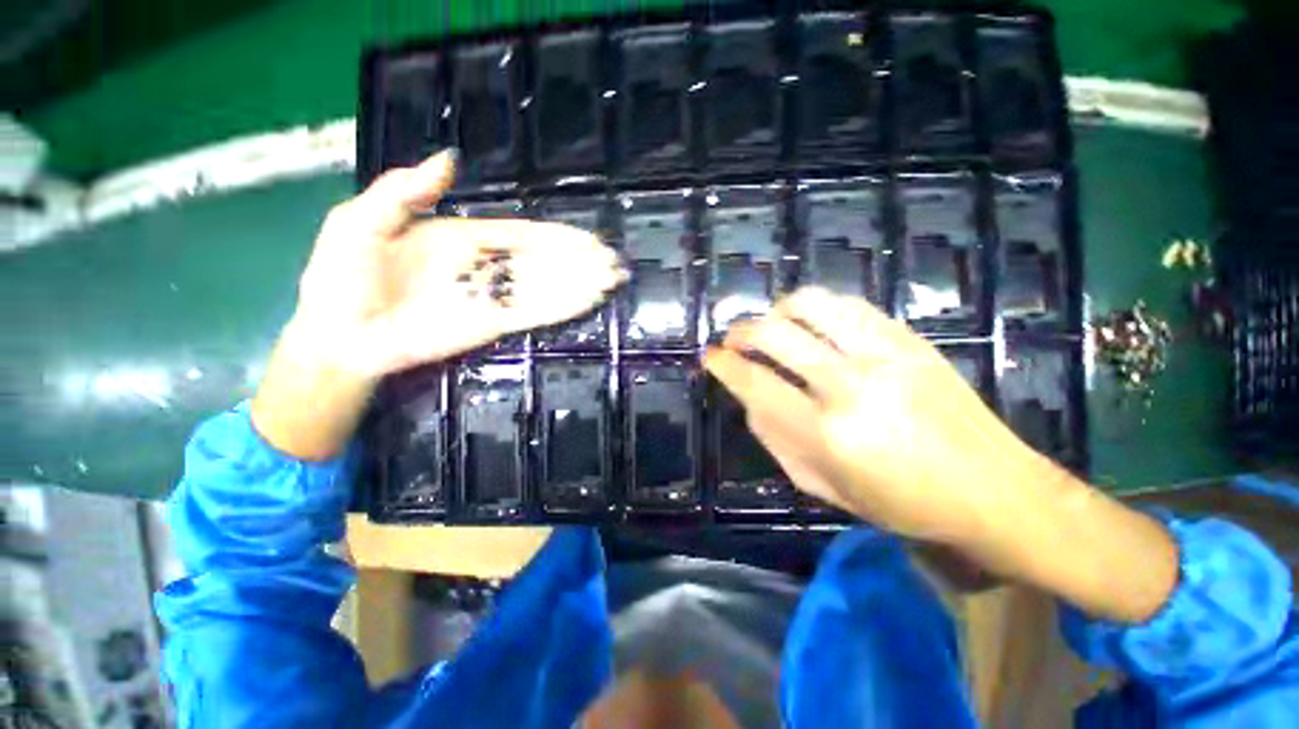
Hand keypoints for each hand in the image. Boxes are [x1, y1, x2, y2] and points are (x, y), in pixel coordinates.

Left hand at [252, 150, 622, 459]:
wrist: (338, 334)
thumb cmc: (341, 276)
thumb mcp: (362, 219)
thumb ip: (405, 191)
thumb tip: (450, 160)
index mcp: (463, 238)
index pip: (522, 235)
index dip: (558, 237)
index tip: (590, 240)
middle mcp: (487, 268)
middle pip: (544, 263)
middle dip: (581, 262)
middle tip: (615, 263)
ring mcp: (492, 298)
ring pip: (546, 288)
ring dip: (580, 284)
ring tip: (612, 281)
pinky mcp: (491, 325)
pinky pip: (533, 314)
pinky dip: (561, 308)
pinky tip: (587, 302)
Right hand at [705, 288, 1178, 622]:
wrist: (993, 489)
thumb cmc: (902, 503)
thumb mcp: (823, 488)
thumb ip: (776, 441)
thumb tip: (749, 399)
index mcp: (828, 433)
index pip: (756, 383)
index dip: (724, 366)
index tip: (710, 357)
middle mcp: (850, 384)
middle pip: (775, 334)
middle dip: (741, 331)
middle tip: (733, 340)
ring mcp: (884, 354)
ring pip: (811, 304)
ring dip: (778, 309)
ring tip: (772, 325)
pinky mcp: (909, 339)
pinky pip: (849, 305)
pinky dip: (817, 307)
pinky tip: (812, 323)